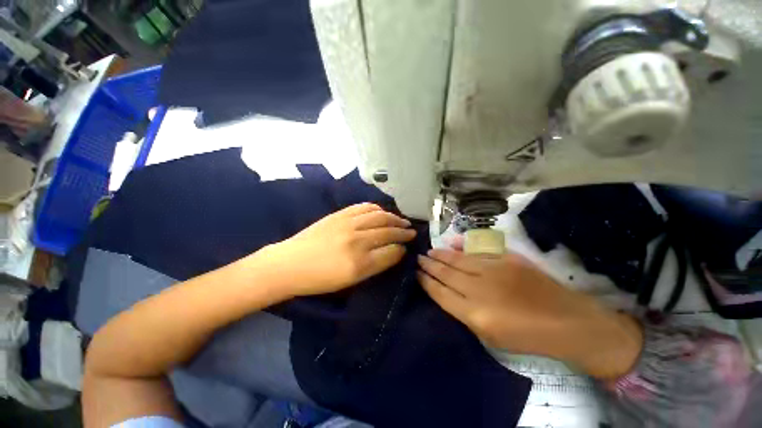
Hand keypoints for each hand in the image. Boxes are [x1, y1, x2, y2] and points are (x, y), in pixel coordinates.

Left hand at [259, 203, 415, 296]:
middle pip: (388, 232)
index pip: (391, 252)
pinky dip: (377, 209)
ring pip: (379, 217)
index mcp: (360, 264)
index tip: (406, 248)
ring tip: (402, 221)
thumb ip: (375, 266)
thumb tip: (393, 252)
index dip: (402, 249)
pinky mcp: (340, 214)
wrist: (289, 263)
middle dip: (403, 232)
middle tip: (412, 232)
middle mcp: (357, 241)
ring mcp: (348, 224)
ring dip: (394, 218)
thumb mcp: (350, 281)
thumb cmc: (319, 279)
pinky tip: (382, 212)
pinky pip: (364, 207)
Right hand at [417, 249, 642, 378]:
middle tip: (418, 258)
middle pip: (446, 273)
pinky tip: (451, 242)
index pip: (440, 293)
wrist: (569, 322)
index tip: (416, 274)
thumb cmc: (528, 337)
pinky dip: (462, 246)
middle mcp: (480, 290)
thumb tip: (446, 292)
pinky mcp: (507, 259)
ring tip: (429, 251)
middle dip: (429, 265)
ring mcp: (494, 271)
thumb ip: (465, 312)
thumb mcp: (490, 336)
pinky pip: (477, 250)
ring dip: (441, 255)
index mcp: (475, 315)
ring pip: (458, 260)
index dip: (426, 282)